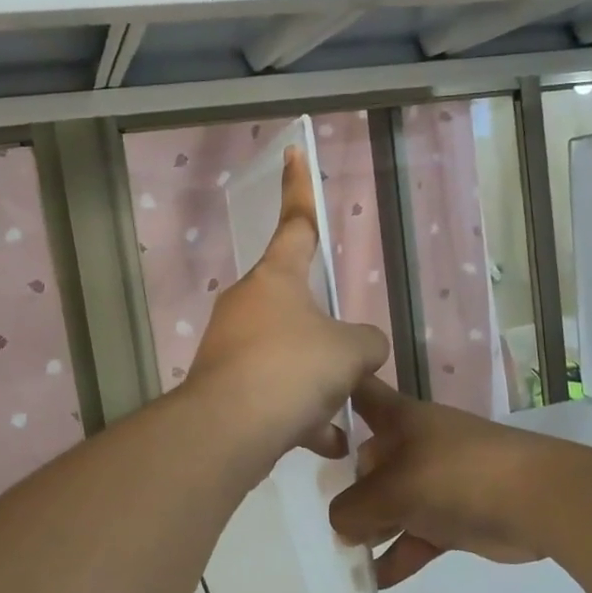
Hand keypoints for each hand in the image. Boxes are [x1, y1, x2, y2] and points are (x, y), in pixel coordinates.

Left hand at [186, 147, 389, 467]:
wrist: (231, 428)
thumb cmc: (295, 369)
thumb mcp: (351, 351)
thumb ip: (366, 343)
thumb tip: (363, 348)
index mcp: (277, 279)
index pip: (296, 222)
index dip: (299, 187)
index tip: (293, 150)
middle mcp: (248, 304)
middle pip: (296, 305)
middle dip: (325, 335)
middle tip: (350, 362)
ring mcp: (232, 345)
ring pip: (287, 356)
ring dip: (316, 384)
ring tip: (342, 413)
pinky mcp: (224, 385)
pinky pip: (272, 392)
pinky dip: (298, 415)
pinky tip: (326, 442)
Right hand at [328, 379, 548, 585]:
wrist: (537, 500)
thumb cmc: (456, 475)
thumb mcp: (394, 488)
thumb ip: (355, 508)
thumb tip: (341, 526)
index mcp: (399, 419)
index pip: (361, 392)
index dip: (336, 389)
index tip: (308, 400)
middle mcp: (413, 444)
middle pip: (369, 458)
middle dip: (348, 486)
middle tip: (329, 516)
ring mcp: (435, 480)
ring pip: (391, 500)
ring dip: (371, 526)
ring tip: (346, 553)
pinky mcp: (453, 516)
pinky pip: (415, 534)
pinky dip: (398, 555)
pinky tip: (376, 580)